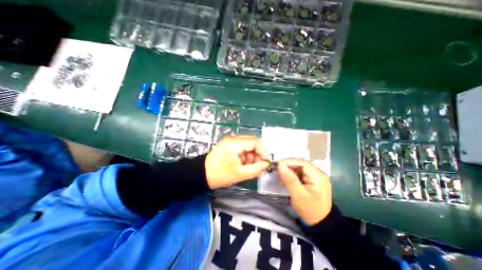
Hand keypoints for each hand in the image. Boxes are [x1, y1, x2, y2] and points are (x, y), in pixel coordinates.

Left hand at [205, 135, 269, 189]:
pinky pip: (242, 148)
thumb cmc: (220, 175)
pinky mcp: (229, 145)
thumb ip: (256, 169)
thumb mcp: (240, 174)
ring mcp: (230, 141)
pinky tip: (243, 164)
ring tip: (249, 167)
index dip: (263, 152)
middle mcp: (233, 138)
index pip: (255, 142)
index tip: (266, 163)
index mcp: (235, 143)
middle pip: (252, 142)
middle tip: (258, 166)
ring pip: (248, 145)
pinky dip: (245, 156)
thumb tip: (266, 164)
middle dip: (257, 154)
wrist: (201, 175)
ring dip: (251, 156)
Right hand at [277, 158, 333, 225]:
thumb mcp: (298, 195)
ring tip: (280, 175)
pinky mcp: (312, 180)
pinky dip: (292, 175)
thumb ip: (289, 179)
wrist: (321, 223)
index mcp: (317, 175)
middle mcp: (317, 173)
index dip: (288, 161)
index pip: (301, 162)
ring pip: (299, 168)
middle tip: (277, 170)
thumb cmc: (310, 209)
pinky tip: (286, 179)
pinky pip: (300, 173)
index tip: (277, 165)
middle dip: (288, 166)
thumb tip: (280, 166)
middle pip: (300, 164)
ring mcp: (315, 176)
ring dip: (289, 170)